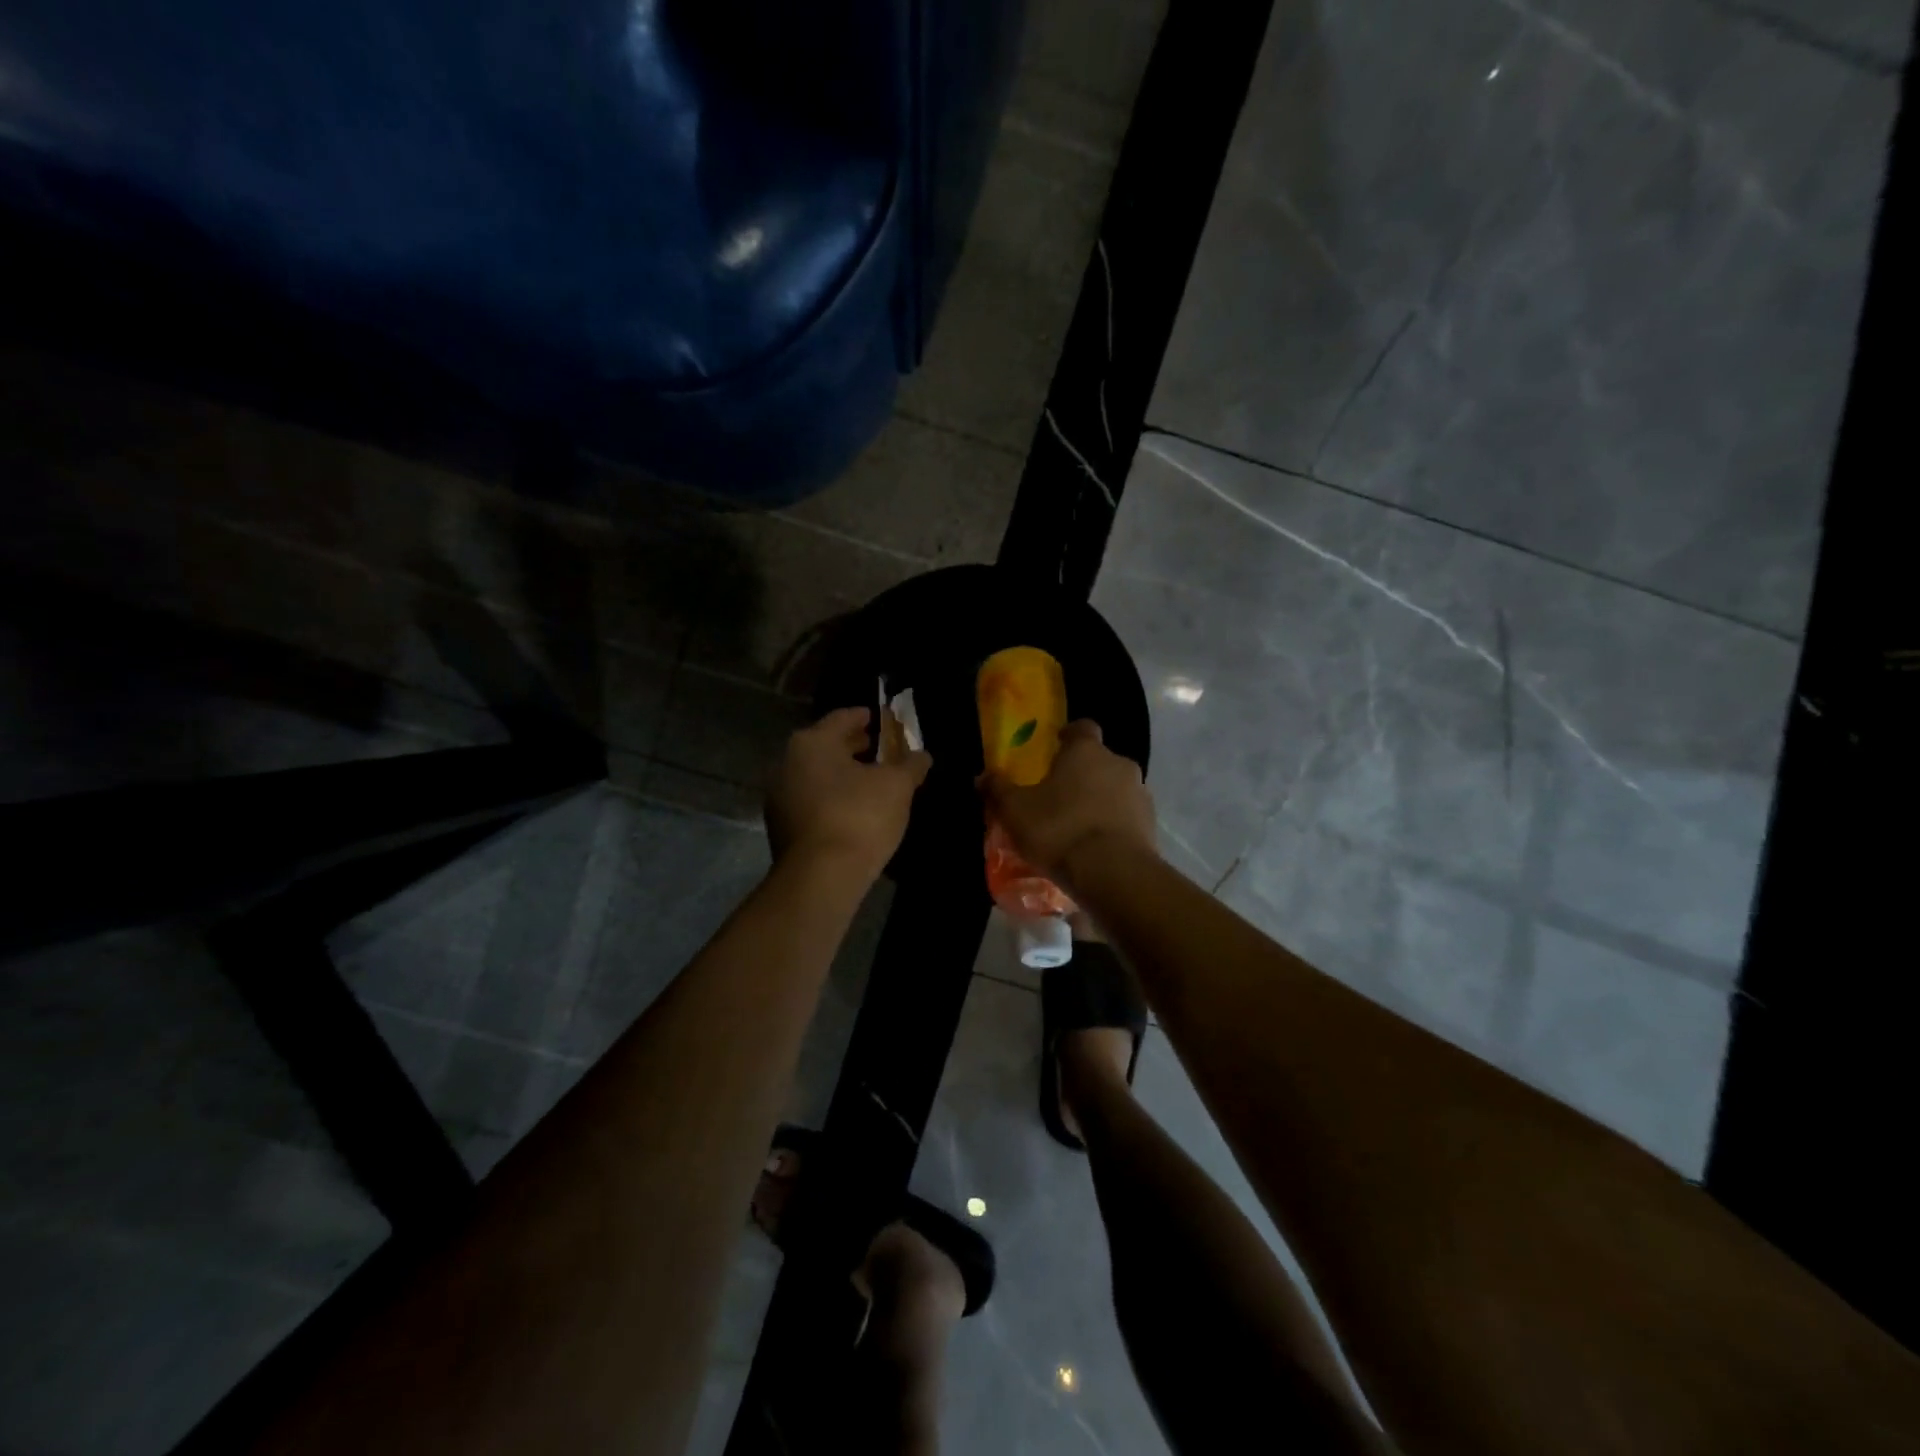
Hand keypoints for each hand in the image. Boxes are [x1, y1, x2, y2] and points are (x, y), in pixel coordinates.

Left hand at [766, 707, 931, 882]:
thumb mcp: (897, 786)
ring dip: (841, 775)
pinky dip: (831, 798)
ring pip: (816, 775)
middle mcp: (787, 762)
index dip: (864, 717)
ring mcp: (779, 796)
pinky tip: (853, 810)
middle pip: (826, 746)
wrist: (821, 877)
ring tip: (870, 782)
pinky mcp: (781, 827)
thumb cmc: (860, 816)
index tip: (879, 718)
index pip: (842, 718)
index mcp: (813, 742)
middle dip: (853, 747)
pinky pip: (810, 801)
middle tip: (879, 749)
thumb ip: (911, 764)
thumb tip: (922, 755)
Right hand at [979, 720, 1155, 883]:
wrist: (1113, 873)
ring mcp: (1140, 794)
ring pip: (1115, 789)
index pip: (1082, 728)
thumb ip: (998, 790)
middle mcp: (1119, 764)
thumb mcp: (1015, 811)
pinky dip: (1113, 824)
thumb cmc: (1059, 829)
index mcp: (1086, 751)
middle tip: (1059, 794)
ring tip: (1077, 825)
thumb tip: (982, 776)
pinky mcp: (1151, 825)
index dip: (1069, 735)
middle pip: (1099, 760)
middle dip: (1081, 773)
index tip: (1056, 746)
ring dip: (1099, 800)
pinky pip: (1127, 816)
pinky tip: (1095, 845)